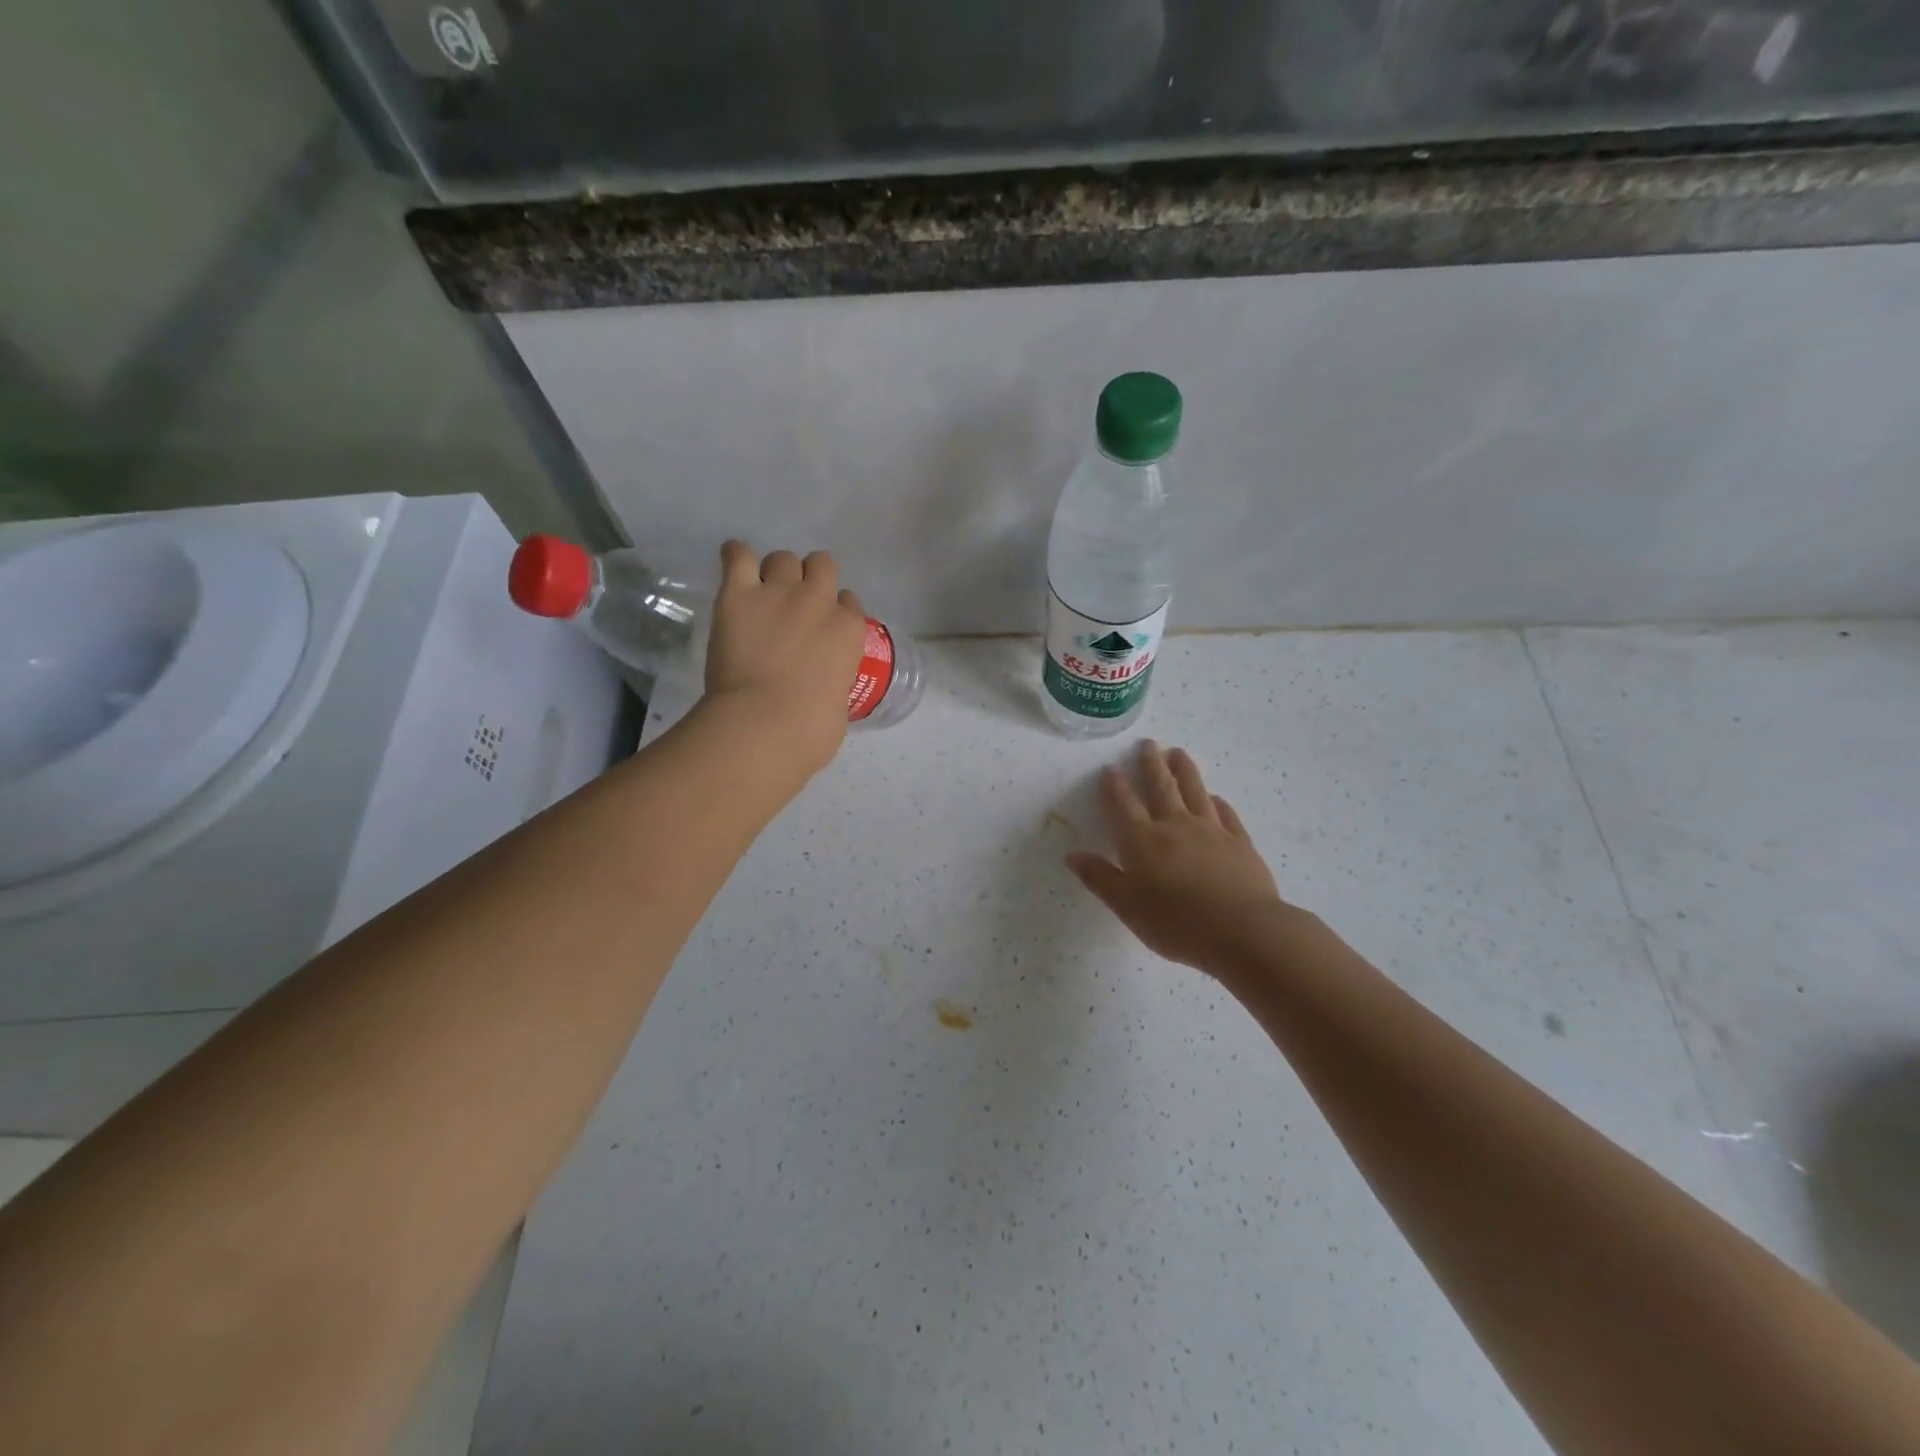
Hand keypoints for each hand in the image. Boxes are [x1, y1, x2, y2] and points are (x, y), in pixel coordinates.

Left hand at [703, 541, 868, 776]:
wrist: (767, 722)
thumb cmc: (811, 730)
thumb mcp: (839, 705)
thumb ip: (834, 683)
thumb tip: (821, 691)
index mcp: (849, 630)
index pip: (849, 602)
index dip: (834, 611)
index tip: (821, 627)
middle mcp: (819, 601)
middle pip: (822, 565)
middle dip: (811, 579)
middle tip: (793, 604)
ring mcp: (779, 593)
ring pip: (784, 558)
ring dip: (776, 572)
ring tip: (762, 593)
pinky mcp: (739, 594)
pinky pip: (738, 555)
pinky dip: (736, 557)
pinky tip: (734, 566)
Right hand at [1067, 741, 1289, 974]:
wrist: (1242, 931)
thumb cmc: (1176, 922)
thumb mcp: (1127, 906)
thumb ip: (1100, 878)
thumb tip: (1073, 855)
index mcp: (1142, 840)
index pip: (1123, 805)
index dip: (1115, 786)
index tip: (1111, 768)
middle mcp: (1175, 826)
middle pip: (1161, 787)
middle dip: (1151, 765)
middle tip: (1148, 744)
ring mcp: (1211, 831)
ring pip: (1195, 791)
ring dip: (1185, 771)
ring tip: (1178, 753)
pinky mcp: (1240, 843)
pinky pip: (1226, 815)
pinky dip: (1218, 803)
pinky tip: (1216, 798)